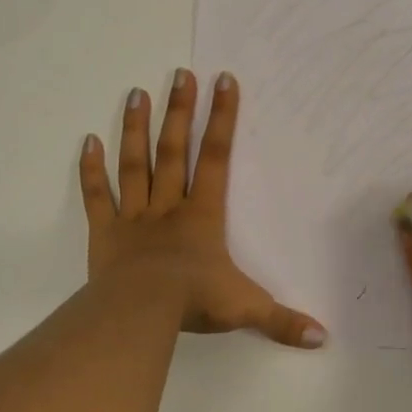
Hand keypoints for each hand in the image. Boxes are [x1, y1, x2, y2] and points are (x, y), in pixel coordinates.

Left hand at [80, 70, 326, 348]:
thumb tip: (324, 338)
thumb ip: (283, 320)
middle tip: (179, 73)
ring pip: (135, 164)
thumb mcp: (246, 309)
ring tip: (136, 92)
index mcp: (203, 214)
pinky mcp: (105, 232)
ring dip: (136, 128)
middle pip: (174, 150)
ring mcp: (134, 216)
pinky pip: (97, 196)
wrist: (140, 314)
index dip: (221, 118)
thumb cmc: (194, 302)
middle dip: (178, 110)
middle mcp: (169, 206)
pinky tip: (88, 141)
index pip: (216, 157)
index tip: (223, 81)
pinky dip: (91, 170)